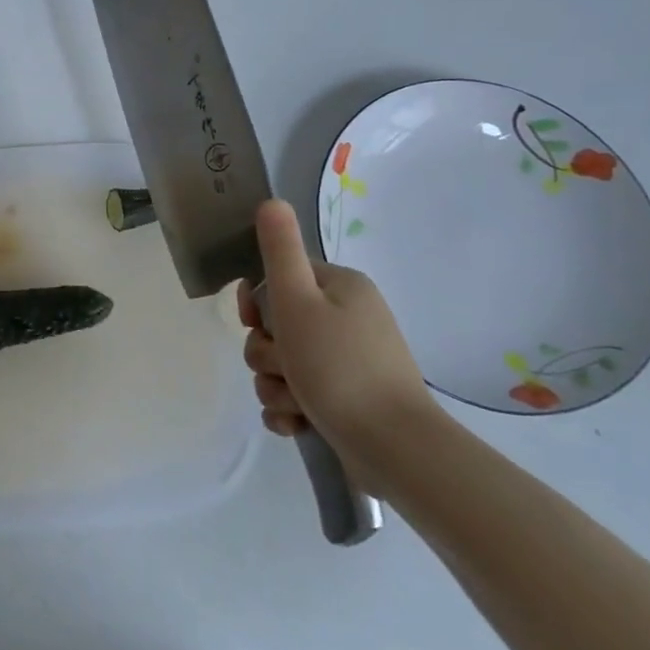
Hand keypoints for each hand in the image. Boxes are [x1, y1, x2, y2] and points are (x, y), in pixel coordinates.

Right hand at [237, 199, 439, 491]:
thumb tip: (271, 200)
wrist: (394, 448)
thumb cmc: (338, 367)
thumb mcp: (298, 301)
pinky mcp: (346, 401)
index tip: (256, 323)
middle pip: (276, 327)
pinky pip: (297, 395)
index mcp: (340, 288)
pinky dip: (290, 409)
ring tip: (295, 403)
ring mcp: (348, 362)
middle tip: (284, 368)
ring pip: (282, 365)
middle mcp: (346, 319)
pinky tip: (298, 423)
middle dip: (267, 354)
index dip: (258, 304)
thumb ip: (280, 250)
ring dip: (275, 385)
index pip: (279, 280)